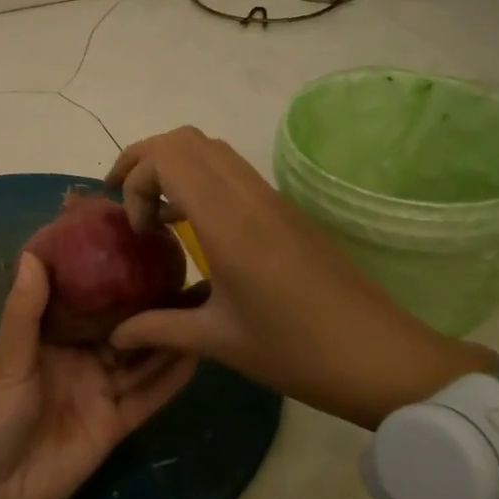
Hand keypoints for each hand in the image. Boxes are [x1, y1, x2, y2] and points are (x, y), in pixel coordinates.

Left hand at [0, 253, 197, 498]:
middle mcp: (79, 358)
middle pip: (121, 327)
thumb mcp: (6, 360)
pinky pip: (147, 396)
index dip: (109, 277)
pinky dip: (170, 379)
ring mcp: (99, 391)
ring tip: (201, 306)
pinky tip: (196, 354)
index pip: (86, 299)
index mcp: (49, 336)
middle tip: (186, 274)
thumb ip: (24, 311)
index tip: (138, 246)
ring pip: (140, 359)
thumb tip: (33, 252)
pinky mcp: (115, 424)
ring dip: (166, 337)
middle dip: (148, 304)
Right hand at [104, 127, 492, 429]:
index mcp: (230, 225)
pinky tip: (192, 224)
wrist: (384, 359)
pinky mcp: (285, 210)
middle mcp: (250, 198)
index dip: (137, 181)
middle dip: (144, 159)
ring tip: (152, 210)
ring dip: (173, 165)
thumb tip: (114, 333)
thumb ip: (159, 328)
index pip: (169, 159)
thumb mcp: (220, 342)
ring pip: (211, 148)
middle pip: (185, 140)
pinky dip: (199, 178)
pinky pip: (232, 170)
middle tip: (123, 198)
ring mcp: (272, 199)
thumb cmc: (298, 352)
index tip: (138, 230)